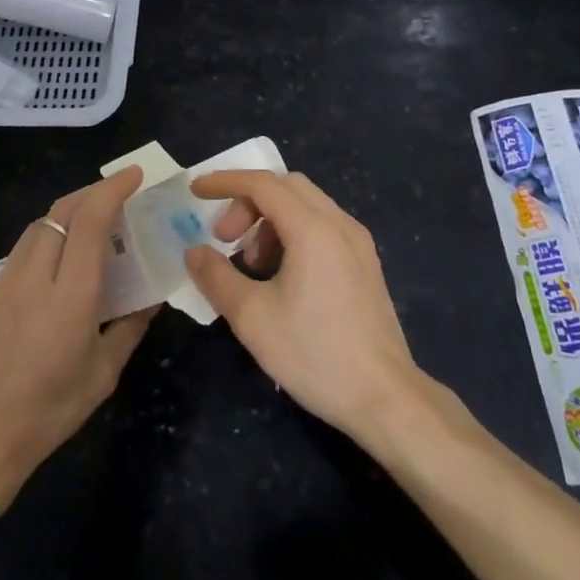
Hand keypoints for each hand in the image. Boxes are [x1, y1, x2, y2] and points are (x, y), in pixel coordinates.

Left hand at [0, 167, 157, 509]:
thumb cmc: (48, 414)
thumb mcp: (102, 375)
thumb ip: (130, 328)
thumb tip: (152, 298)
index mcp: (69, 298)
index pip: (90, 222)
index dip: (112, 190)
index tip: (133, 176)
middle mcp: (32, 279)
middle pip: (59, 212)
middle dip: (91, 193)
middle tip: (117, 195)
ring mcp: (1, 284)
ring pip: (36, 228)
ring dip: (65, 215)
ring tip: (89, 225)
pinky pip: (19, 254)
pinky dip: (44, 243)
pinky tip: (54, 266)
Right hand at [183, 170, 421, 440]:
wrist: (385, 398)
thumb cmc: (315, 354)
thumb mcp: (252, 318)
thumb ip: (217, 277)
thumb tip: (195, 252)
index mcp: (313, 229)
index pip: (262, 183)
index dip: (225, 182)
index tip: (196, 193)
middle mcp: (339, 224)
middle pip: (285, 186)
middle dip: (247, 203)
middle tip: (224, 239)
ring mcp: (358, 243)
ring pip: (305, 205)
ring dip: (269, 220)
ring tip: (251, 266)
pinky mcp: (365, 264)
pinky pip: (322, 226)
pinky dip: (292, 233)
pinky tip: (281, 276)